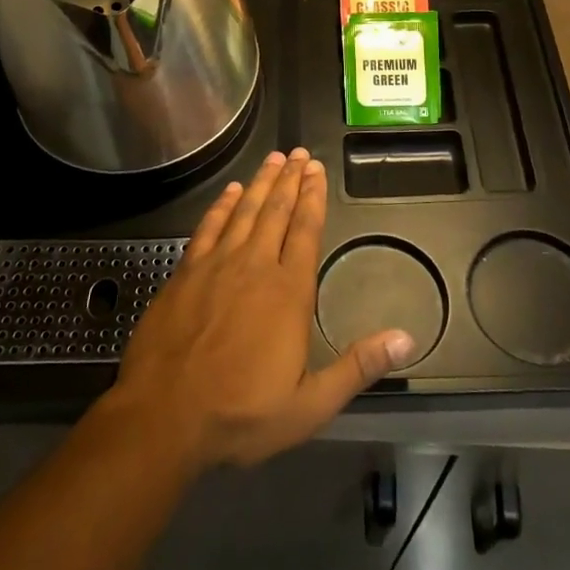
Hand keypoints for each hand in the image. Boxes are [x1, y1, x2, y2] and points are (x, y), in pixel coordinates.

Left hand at [108, 149, 414, 471]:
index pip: (306, 231)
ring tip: (274, 158)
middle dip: (291, 180)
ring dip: (261, 183)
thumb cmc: (240, 414)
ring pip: (244, 211)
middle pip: (276, 212)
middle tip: (300, 153)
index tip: (317, 170)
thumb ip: (357, 367)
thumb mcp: (309, 405)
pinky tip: (230, 191)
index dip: (313, 198)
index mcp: (288, 292)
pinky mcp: (186, 272)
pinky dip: (222, 206)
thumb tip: (406, 337)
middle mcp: (255, 266)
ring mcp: (217, 265)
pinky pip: (209, 227)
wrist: (163, 417)